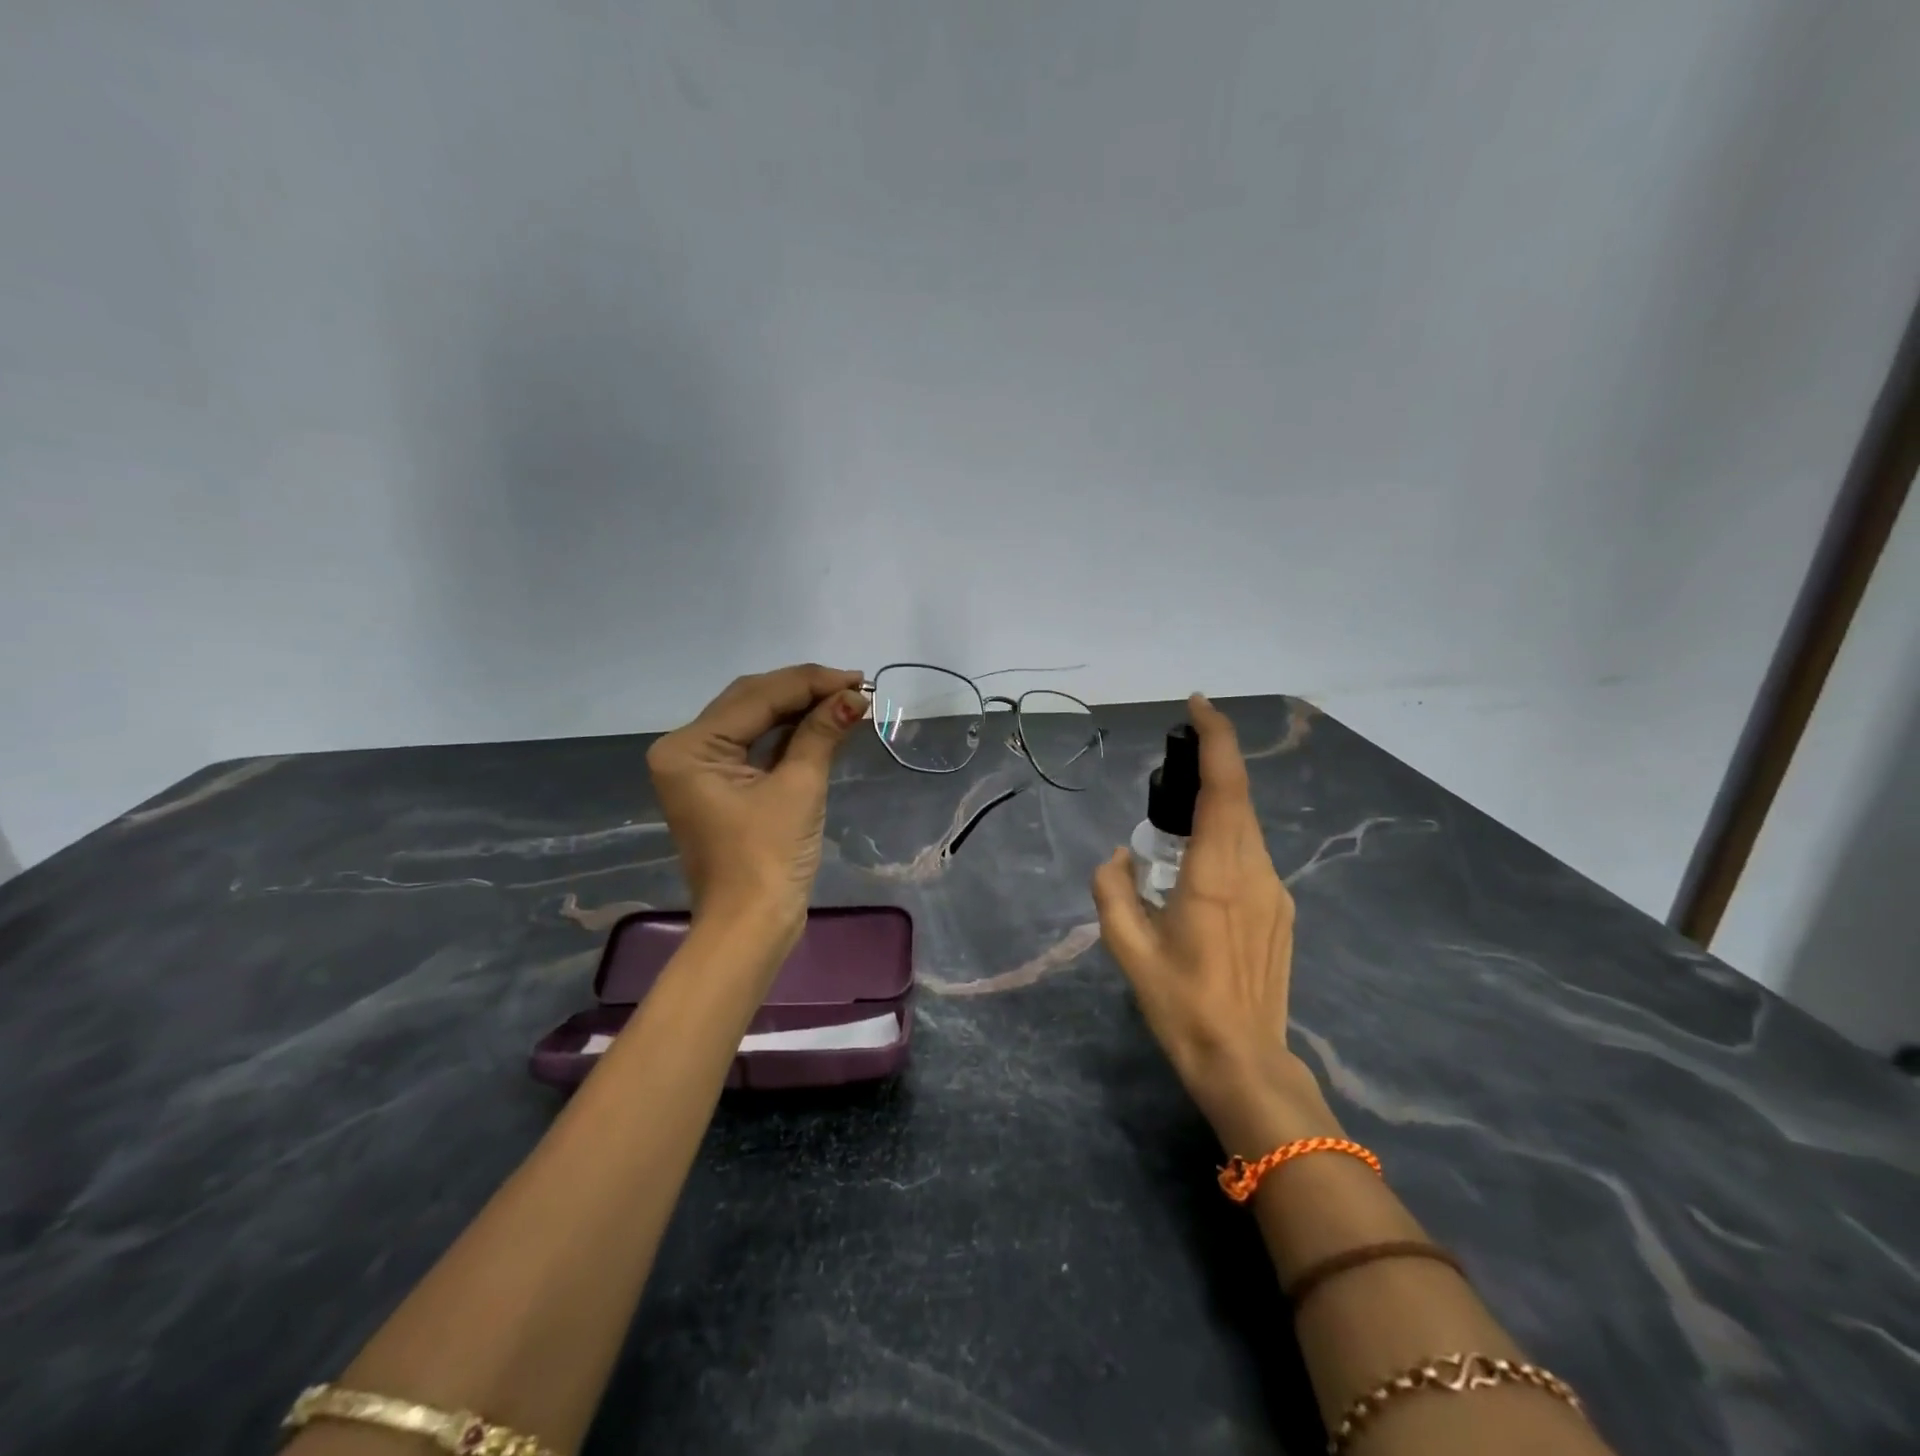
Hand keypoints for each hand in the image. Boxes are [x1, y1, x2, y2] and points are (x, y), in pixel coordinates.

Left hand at [647, 664, 866, 948]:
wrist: (750, 928)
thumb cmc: (768, 860)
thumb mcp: (799, 788)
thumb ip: (821, 733)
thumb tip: (855, 697)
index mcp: (690, 747)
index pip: (757, 697)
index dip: (811, 683)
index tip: (858, 679)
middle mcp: (685, 749)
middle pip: (751, 702)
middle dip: (805, 691)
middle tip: (855, 686)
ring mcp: (700, 768)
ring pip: (754, 720)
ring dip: (799, 709)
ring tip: (846, 699)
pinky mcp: (719, 785)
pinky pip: (755, 745)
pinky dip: (789, 734)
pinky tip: (823, 722)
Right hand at [1092, 694, 1331, 1153]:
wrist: (1245, 1061)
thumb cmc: (1181, 1006)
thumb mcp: (1127, 949)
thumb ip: (1112, 890)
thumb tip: (1118, 858)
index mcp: (1214, 876)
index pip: (1224, 788)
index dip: (1215, 738)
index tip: (1197, 704)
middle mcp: (1254, 872)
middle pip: (1239, 798)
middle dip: (1211, 764)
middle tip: (1171, 764)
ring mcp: (1276, 891)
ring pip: (1246, 827)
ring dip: (1216, 808)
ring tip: (1174, 831)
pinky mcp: (1283, 909)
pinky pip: (1252, 855)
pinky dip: (1226, 840)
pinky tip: (1199, 874)